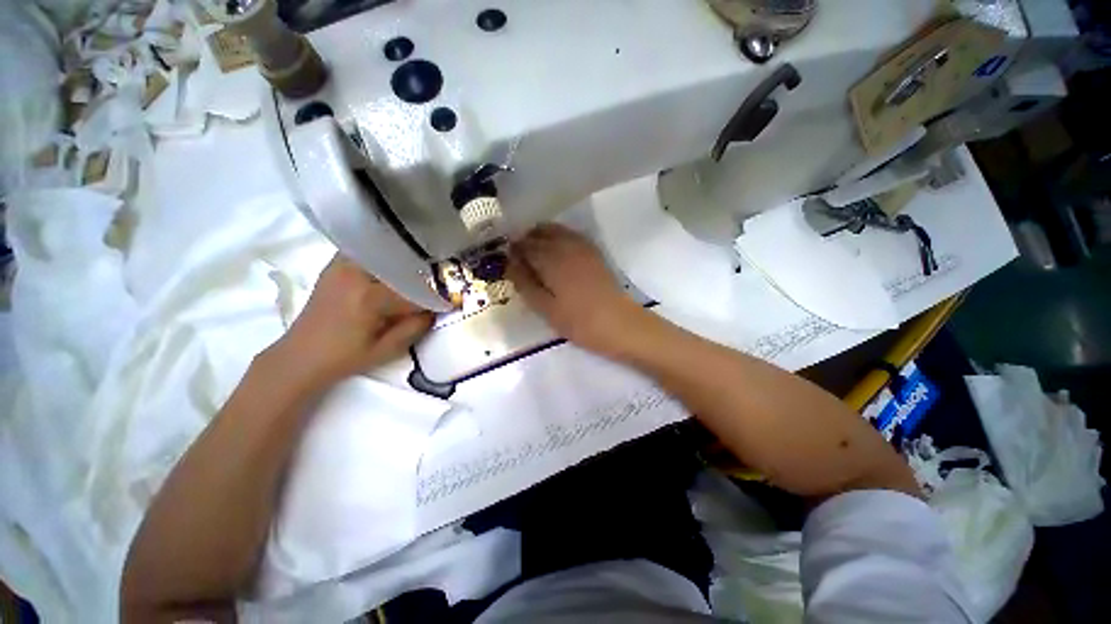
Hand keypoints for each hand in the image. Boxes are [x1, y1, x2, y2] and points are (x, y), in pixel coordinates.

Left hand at [270, 255, 433, 388]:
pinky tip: (394, 267)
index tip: (451, 301)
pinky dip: (384, 256)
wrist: (300, 356)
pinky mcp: (335, 265)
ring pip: (384, 253)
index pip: (413, 292)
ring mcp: (342, 265)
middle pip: (401, 266)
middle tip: (439, 285)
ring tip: (421, 273)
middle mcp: (355, 274)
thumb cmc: (345, 357)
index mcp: (368, 298)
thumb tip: (435, 309)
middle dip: (423, 276)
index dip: (435, 297)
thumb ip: (415, 327)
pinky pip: (367, 252)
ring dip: (404, 263)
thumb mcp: (387, 350)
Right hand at [507, 224, 647, 356]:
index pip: (524, 245)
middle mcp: (565, 245)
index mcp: (551, 259)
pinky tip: (556, 250)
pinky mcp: (593, 251)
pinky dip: (557, 237)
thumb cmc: (578, 321)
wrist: (618, 323)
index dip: (513, 251)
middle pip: (539, 233)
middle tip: (518, 257)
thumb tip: (509, 263)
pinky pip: (570, 235)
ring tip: (534, 253)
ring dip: (540, 236)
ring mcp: (582, 246)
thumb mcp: (545, 308)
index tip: (506, 260)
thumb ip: (525, 283)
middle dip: (525, 241)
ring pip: (555, 230)